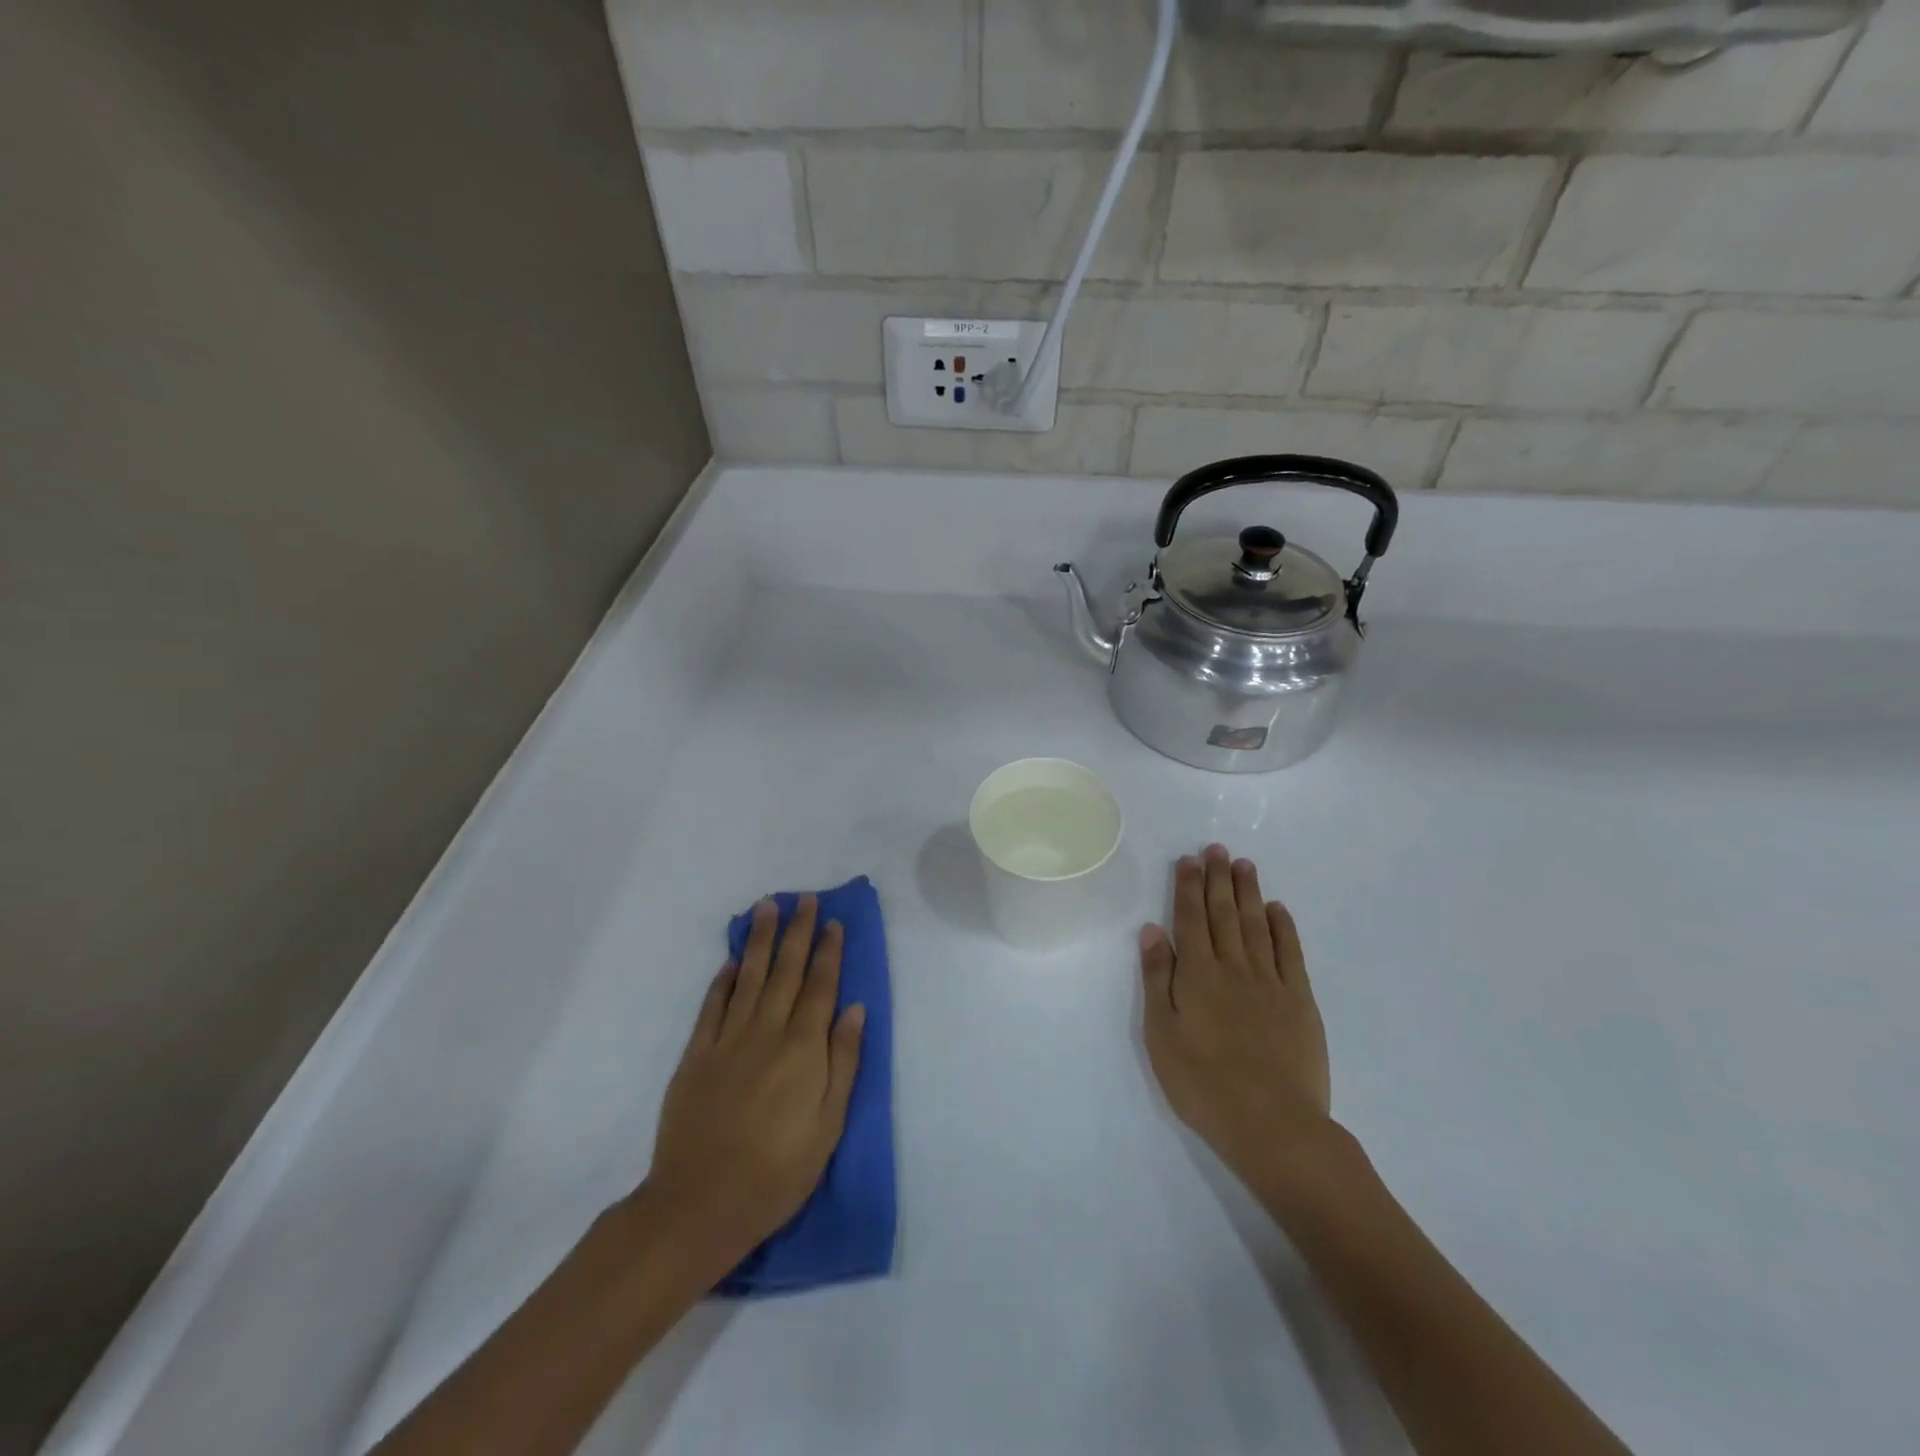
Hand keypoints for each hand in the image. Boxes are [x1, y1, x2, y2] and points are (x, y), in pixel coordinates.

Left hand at [645, 895, 864, 1263]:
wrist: (700, 1205)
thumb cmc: (777, 1172)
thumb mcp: (828, 1125)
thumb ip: (843, 1061)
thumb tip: (854, 1008)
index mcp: (803, 1049)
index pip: (820, 987)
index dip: (828, 952)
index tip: (833, 921)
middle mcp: (767, 1033)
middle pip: (786, 972)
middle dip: (798, 932)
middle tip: (805, 898)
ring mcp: (728, 1041)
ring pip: (749, 978)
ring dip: (761, 941)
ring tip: (767, 907)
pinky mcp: (696, 1056)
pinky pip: (712, 1008)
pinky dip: (723, 981)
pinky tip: (732, 961)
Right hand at [1140, 845, 1334, 1195]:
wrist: (1273, 1126)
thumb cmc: (1203, 1084)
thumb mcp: (1162, 1035)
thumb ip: (1157, 979)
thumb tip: (1152, 930)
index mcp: (1197, 974)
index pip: (1189, 918)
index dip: (1188, 886)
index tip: (1189, 859)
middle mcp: (1233, 967)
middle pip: (1224, 913)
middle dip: (1217, 879)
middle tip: (1217, 848)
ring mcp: (1271, 982)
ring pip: (1257, 925)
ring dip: (1248, 892)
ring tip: (1244, 865)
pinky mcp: (1300, 1001)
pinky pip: (1291, 953)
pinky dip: (1284, 927)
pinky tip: (1278, 909)